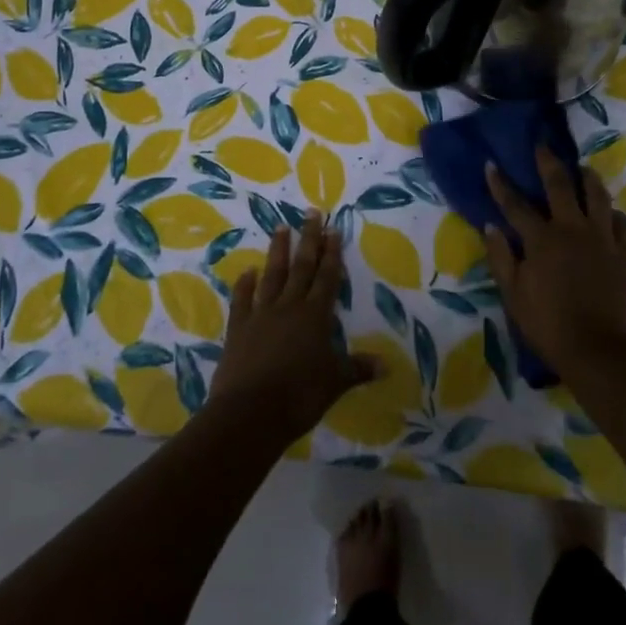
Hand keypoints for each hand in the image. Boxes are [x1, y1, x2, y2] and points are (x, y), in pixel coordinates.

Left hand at [209, 211, 379, 441]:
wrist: (250, 412)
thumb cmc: (299, 396)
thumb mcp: (335, 383)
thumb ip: (358, 369)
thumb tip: (387, 365)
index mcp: (315, 317)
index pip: (327, 278)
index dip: (332, 253)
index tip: (333, 229)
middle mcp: (289, 307)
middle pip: (301, 267)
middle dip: (309, 239)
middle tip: (310, 212)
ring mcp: (261, 314)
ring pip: (272, 275)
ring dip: (278, 251)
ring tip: (280, 227)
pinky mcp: (238, 327)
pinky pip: (242, 299)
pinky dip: (244, 284)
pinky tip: (247, 271)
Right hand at [483, 148, 625, 383]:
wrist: (598, 351)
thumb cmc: (548, 325)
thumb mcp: (513, 294)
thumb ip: (501, 257)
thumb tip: (490, 226)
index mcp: (541, 239)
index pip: (515, 204)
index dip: (501, 184)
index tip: (492, 164)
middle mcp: (573, 229)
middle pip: (560, 185)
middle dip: (548, 162)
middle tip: (543, 145)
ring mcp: (603, 239)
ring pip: (598, 197)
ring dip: (588, 179)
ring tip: (584, 169)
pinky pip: (624, 226)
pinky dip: (615, 217)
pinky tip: (612, 215)